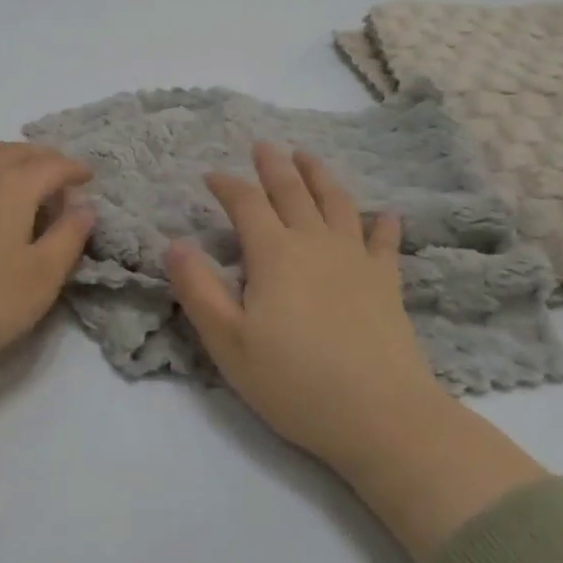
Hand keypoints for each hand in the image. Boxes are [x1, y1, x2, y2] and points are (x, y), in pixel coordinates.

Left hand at [0, 140, 95, 425]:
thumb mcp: (42, 276)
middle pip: (16, 151)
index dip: (74, 169)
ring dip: (6, 154)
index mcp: (12, 185)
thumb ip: (69, 236)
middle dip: (44, 159)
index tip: (89, 178)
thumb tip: (84, 205)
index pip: (51, 165)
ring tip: (19, 175)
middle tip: (60, 178)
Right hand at [166, 143, 441, 476]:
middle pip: (293, 192)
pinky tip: (385, 215)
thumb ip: (198, 289)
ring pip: (337, 204)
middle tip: (263, 145)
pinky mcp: (387, 284)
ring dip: (320, 176)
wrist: (382, 416)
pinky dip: (382, 225)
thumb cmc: (294, 382)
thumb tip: (175, 242)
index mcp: (274, 254)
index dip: (227, 184)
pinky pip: (384, 243)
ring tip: (308, 157)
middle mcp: (316, 244)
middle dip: (274, 166)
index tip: (211, 174)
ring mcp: (357, 261)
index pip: (246, 204)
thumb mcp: (228, 342)